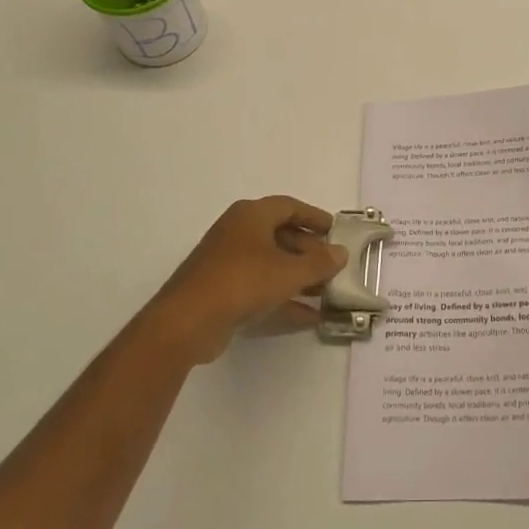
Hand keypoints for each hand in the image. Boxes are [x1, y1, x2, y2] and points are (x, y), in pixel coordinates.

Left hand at [146, 197, 346, 363]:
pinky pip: (260, 287)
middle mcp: (238, 232)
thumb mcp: (288, 271)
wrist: (187, 321)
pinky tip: (308, 316)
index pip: (289, 207)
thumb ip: (318, 263)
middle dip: (309, 250)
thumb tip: (341, 253)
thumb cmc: (242, 281)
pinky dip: (283, 298)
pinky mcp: (222, 291)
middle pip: (281, 235)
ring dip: (298, 276)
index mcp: (251, 215)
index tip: (335, 230)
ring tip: (326, 291)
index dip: (314, 217)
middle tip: (333, 264)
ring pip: (271, 263)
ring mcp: (227, 263)